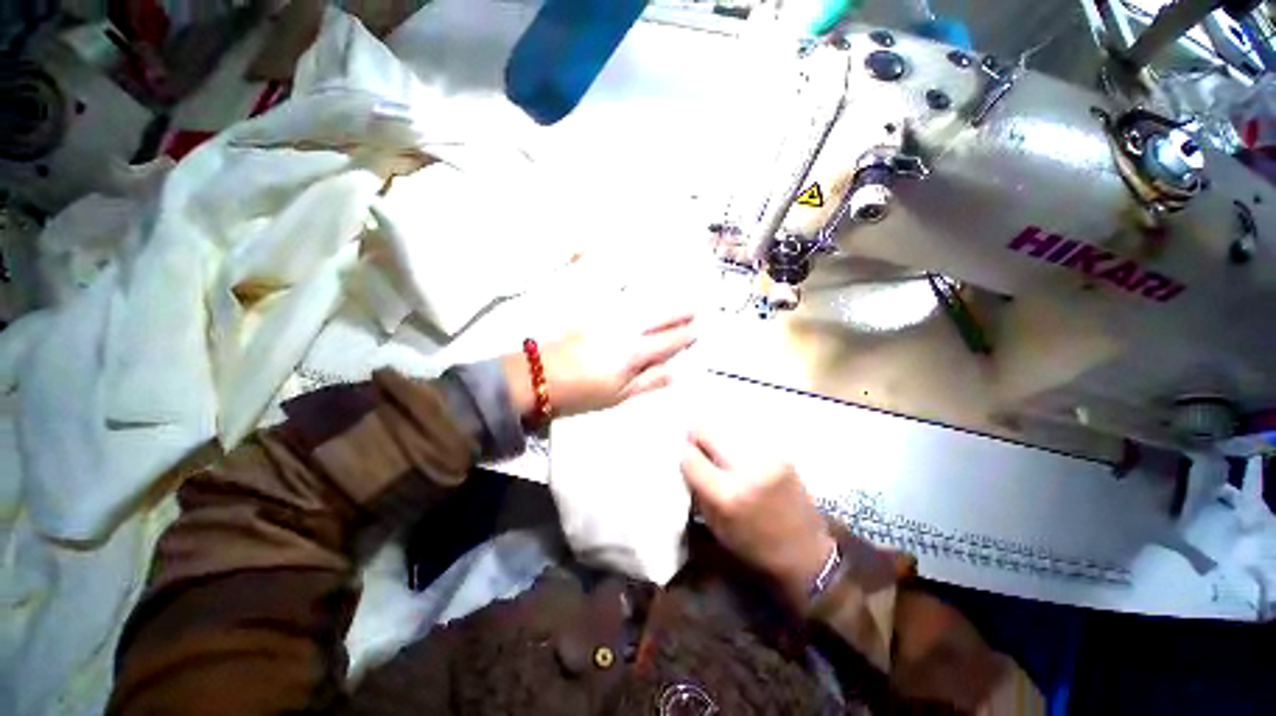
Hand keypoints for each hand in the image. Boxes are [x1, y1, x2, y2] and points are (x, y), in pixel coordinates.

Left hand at [502, 313, 696, 420]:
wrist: (539, 375)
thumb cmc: (581, 393)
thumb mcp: (619, 395)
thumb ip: (648, 382)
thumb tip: (675, 372)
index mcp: (634, 352)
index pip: (667, 342)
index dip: (684, 337)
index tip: (697, 330)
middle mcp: (625, 329)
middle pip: (658, 318)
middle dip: (678, 313)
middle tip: (695, 307)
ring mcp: (608, 319)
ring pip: (642, 307)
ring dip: (661, 303)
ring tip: (674, 300)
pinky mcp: (592, 314)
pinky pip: (622, 301)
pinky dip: (636, 297)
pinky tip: (641, 296)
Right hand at [680, 430, 835, 609]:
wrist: (805, 550)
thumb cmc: (753, 545)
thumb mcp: (715, 525)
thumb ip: (698, 488)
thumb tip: (686, 457)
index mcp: (727, 495)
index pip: (690, 457)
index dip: (684, 455)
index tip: (686, 458)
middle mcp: (746, 469)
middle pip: (707, 430)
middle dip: (697, 437)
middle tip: (699, 449)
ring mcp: (766, 457)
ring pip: (727, 428)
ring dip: (718, 439)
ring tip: (722, 454)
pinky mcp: (780, 452)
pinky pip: (746, 436)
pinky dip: (737, 443)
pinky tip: (740, 456)